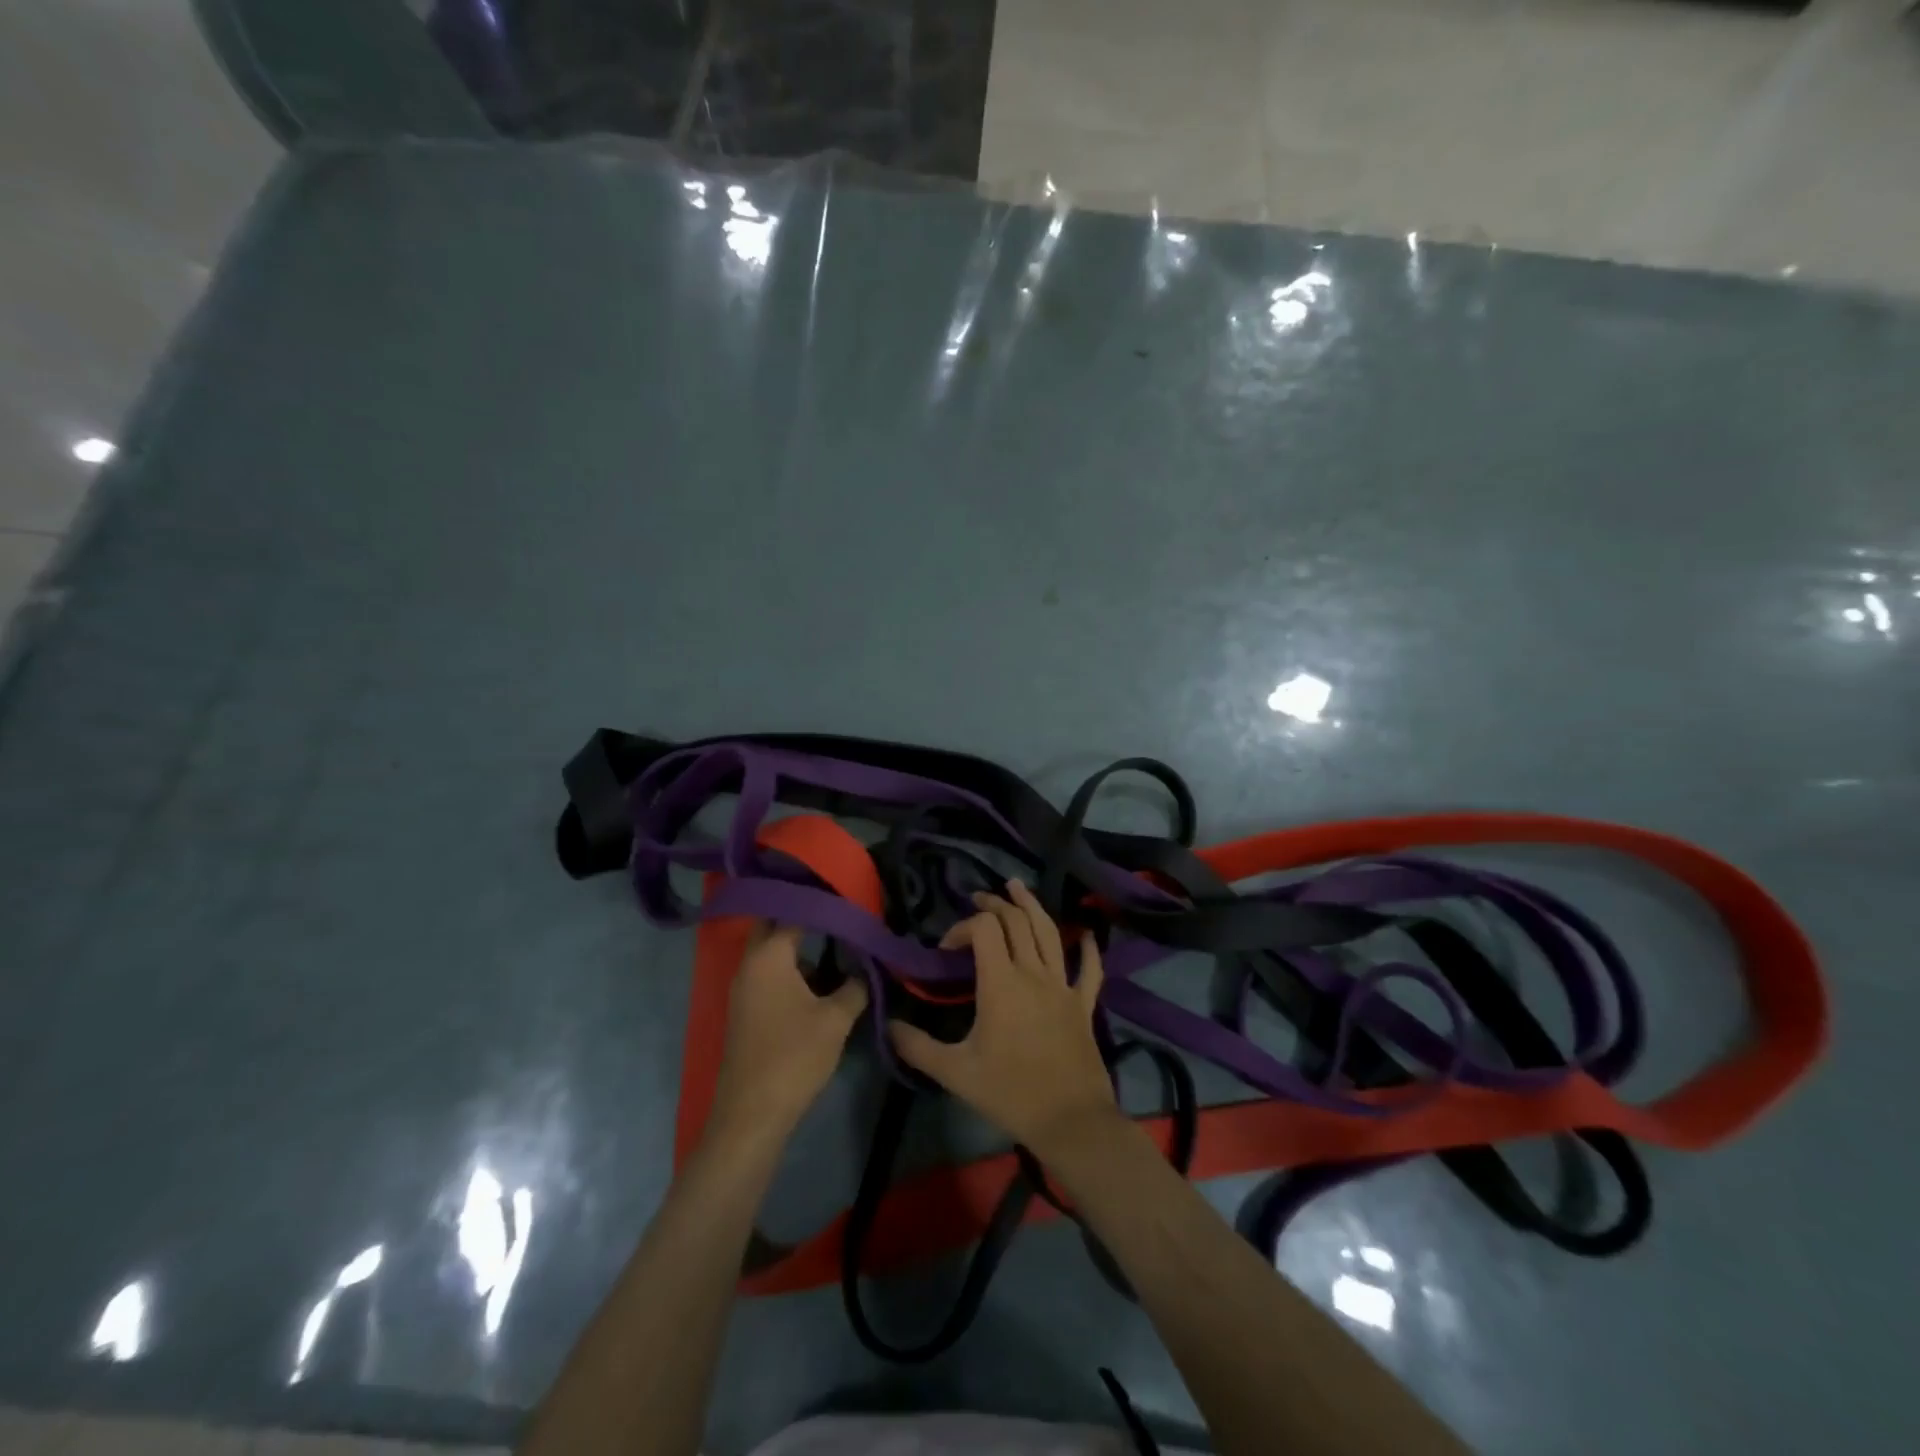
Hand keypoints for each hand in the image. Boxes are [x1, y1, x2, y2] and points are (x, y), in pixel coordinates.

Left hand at [708, 923, 867, 1149]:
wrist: (752, 1114)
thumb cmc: (794, 1056)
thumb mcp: (836, 1019)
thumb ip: (855, 986)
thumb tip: (866, 969)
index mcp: (768, 956)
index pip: (794, 912)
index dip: (822, 904)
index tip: (847, 897)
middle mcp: (750, 965)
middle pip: (774, 927)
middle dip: (804, 918)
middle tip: (837, 913)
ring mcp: (743, 989)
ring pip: (772, 954)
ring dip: (799, 949)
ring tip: (837, 948)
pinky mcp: (746, 1011)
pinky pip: (769, 976)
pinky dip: (791, 971)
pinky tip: (819, 984)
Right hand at [890, 880, 1117, 1158]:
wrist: (1070, 1120)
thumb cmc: (1009, 1092)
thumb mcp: (954, 1072)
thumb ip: (916, 1047)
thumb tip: (887, 1025)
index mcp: (1001, 982)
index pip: (983, 929)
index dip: (962, 927)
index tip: (946, 949)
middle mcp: (1034, 973)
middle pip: (1016, 921)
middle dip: (995, 905)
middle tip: (979, 900)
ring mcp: (1063, 986)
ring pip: (1050, 932)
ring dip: (1032, 906)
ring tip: (1018, 888)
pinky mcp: (1084, 1004)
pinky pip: (1089, 970)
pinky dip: (1088, 949)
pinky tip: (1087, 935)